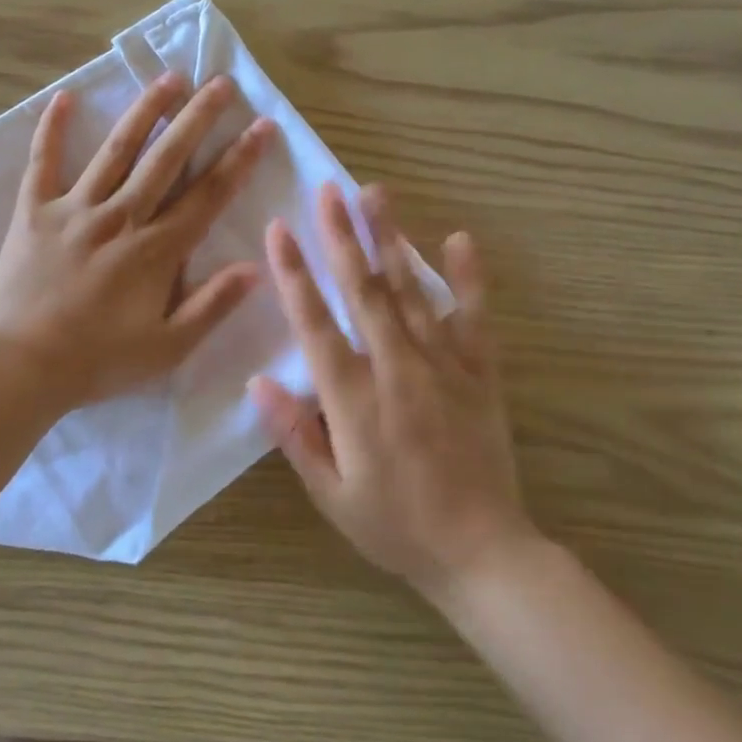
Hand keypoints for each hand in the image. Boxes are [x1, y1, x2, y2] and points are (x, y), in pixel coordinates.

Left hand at [0, 72, 271, 409]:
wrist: (21, 364)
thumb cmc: (98, 361)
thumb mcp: (168, 348)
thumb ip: (212, 306)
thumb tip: (255, 267)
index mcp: (156, 250)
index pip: (207, 195)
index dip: (238, 159)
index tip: (261, 127)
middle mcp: (122, 217)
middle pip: (167, 158)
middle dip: (198, 118)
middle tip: (221, 83)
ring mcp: (76, 209)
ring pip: (117, 150)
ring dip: (146, 111)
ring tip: (169, 78)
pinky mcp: (35, 211)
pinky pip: (43, 163)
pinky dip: (53, 129)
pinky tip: (64, 97)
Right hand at [249, 184, 535, 599]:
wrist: (482, 553)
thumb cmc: (395, 528)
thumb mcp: (331, 494)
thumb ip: (295, 435)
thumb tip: (259, 382)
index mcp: (353, 399)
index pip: (315, 324)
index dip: (294, 274)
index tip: (278, 229)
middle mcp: (396, 370)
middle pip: (364, 292)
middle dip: (342, 237)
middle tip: (328, 189)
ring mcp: (443, 368)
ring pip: (412, 292)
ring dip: (390, 240)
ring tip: (376, 194)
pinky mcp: (479, 374)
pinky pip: (474, 318)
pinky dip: (468, 278)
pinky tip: (459, 238)